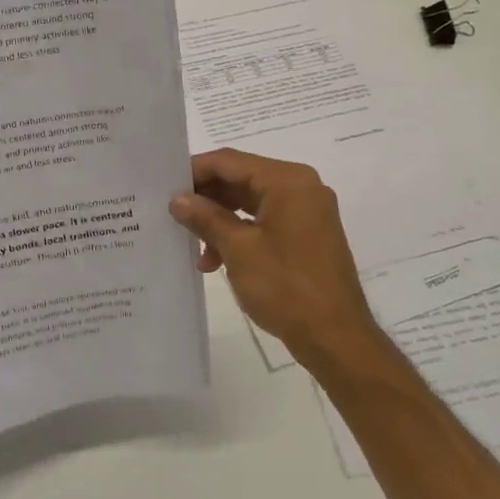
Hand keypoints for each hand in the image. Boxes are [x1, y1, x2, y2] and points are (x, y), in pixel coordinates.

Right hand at [170, 149, 389, 374]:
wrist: (335, 336)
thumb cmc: (286, 287)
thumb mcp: (238, 249)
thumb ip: (206, 218)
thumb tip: (178, 199)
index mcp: (288, 182)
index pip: (230, 161)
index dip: (194, 171)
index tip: (164, 187)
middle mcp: (301, 187)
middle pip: (241, 178)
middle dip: (206, 199)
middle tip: (173, 217)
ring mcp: (306, 212)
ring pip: (250, 202)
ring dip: (219, 221)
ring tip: (195, 249)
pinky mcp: (306, 234)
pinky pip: (263, 221)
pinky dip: (238, 234)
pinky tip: (216, 260)